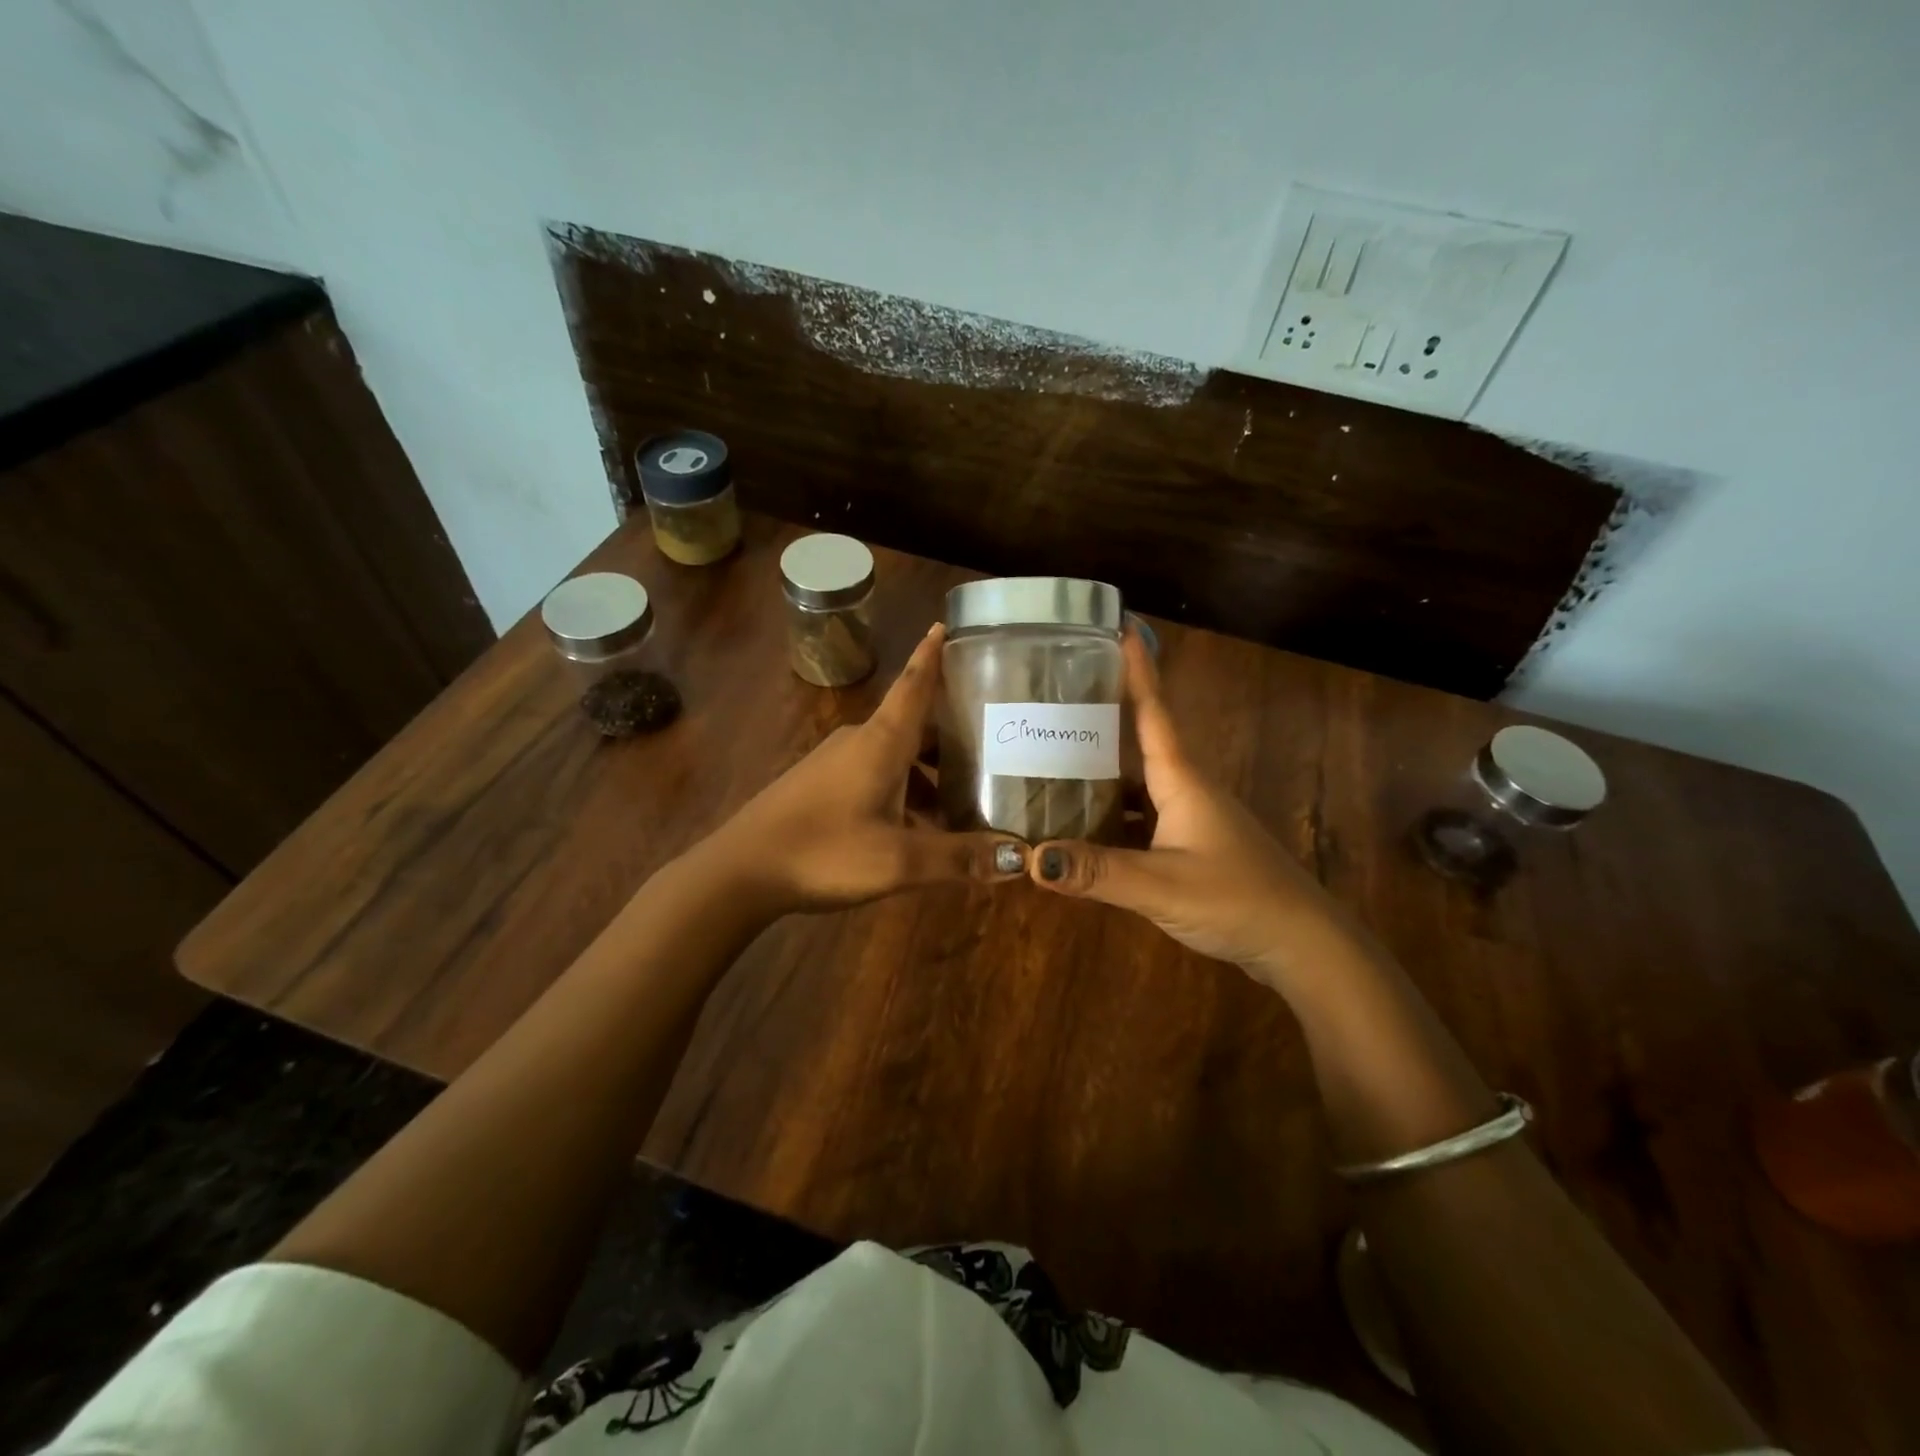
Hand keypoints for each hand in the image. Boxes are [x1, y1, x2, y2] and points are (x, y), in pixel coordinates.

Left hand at [701, 624, 1025, 913]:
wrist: (740, 871)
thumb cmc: (824, 851)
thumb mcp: (899, 860)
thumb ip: (959, 857)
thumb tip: (1018, 857)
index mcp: (881, 741)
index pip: (915, 685)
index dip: (933, 655)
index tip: (948, 624)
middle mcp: (860, 741)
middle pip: (915, 726)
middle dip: (953, 736)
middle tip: (994, 748)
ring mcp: (835, 763)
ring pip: (896, 756)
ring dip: (929, 774)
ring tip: (964, 803)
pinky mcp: (820, 786)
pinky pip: (875, 776)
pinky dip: (904, 791)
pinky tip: (917, 829)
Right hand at [1027, 627, 1369, 984]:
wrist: (1302, 943)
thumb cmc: (1237, 898)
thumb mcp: (1161, 885)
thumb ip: (1097, 871)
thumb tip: (1030, 859)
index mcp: (1182, 780)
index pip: (1154, 711)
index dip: (1137, 669)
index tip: (1118, 625)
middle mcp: (1187, 789)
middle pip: (1140, 742)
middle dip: (1103, 717)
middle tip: (1056, 699)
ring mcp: (1192, 819)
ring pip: (1139, 784)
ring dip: (1102, 772)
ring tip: (1054, 762)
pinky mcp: (1193, 847)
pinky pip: (1142, 818)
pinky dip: (1113, 817)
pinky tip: (1084, 830)